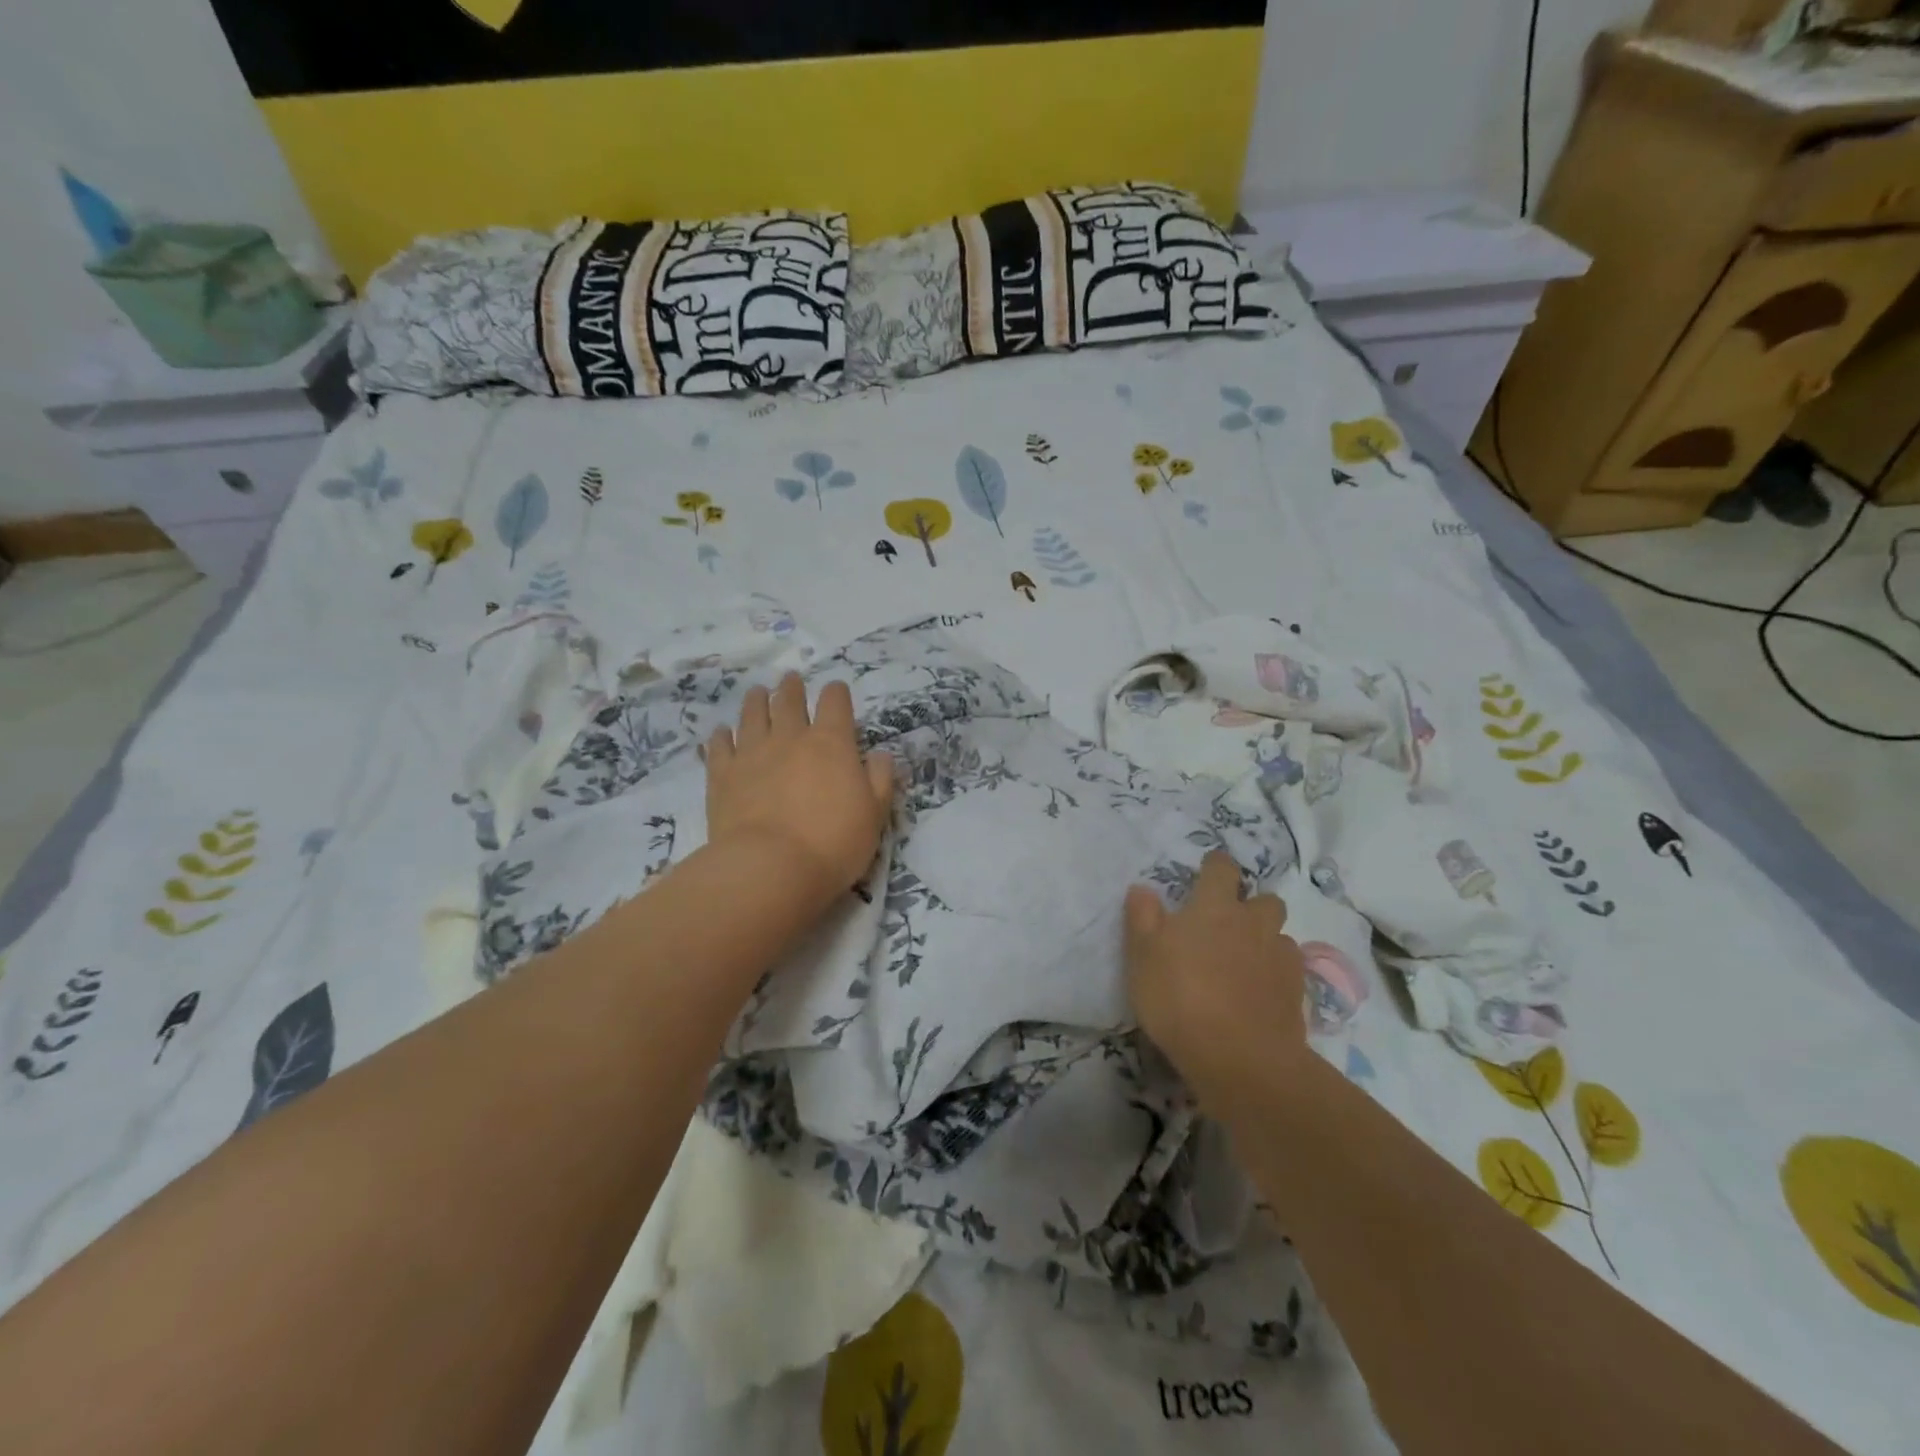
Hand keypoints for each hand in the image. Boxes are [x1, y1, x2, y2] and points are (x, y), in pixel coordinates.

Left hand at [705, 673, 893, 909]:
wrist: (770, 867)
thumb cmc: (833, 842)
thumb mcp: (874, 814)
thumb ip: (880, 780)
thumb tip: (880, 755)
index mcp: (831, 743)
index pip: (835, 702)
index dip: (837, 693)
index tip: (836, 691)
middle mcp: (790, 738)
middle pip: (789, 701)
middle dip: (792, 688)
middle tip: (790, 680)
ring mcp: (752, 753)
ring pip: (752, 715)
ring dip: (756, 701)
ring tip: (757, 693)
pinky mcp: (722, 775)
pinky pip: (719, 746)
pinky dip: (721, 737)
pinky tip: (721, 733)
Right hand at [1125, 852, 1308, 1115]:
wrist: (1240, 1058)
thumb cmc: (1180, 998)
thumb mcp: (1143, 957)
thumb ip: (1142, 918)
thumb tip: (1142, 888)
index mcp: (1214, 907)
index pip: (1222, 868)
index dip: (1215, 866)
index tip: (1207, 871)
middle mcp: (1253, 923)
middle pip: (1264, 899)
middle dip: (1251, 905)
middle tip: (1228, 925)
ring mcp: (1280, 957)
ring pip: (1279, 935)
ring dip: (1265, 940)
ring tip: (1245, 962)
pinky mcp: (1297, 992)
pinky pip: (1290, 969)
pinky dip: (1276, 973)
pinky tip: (1261, 992)